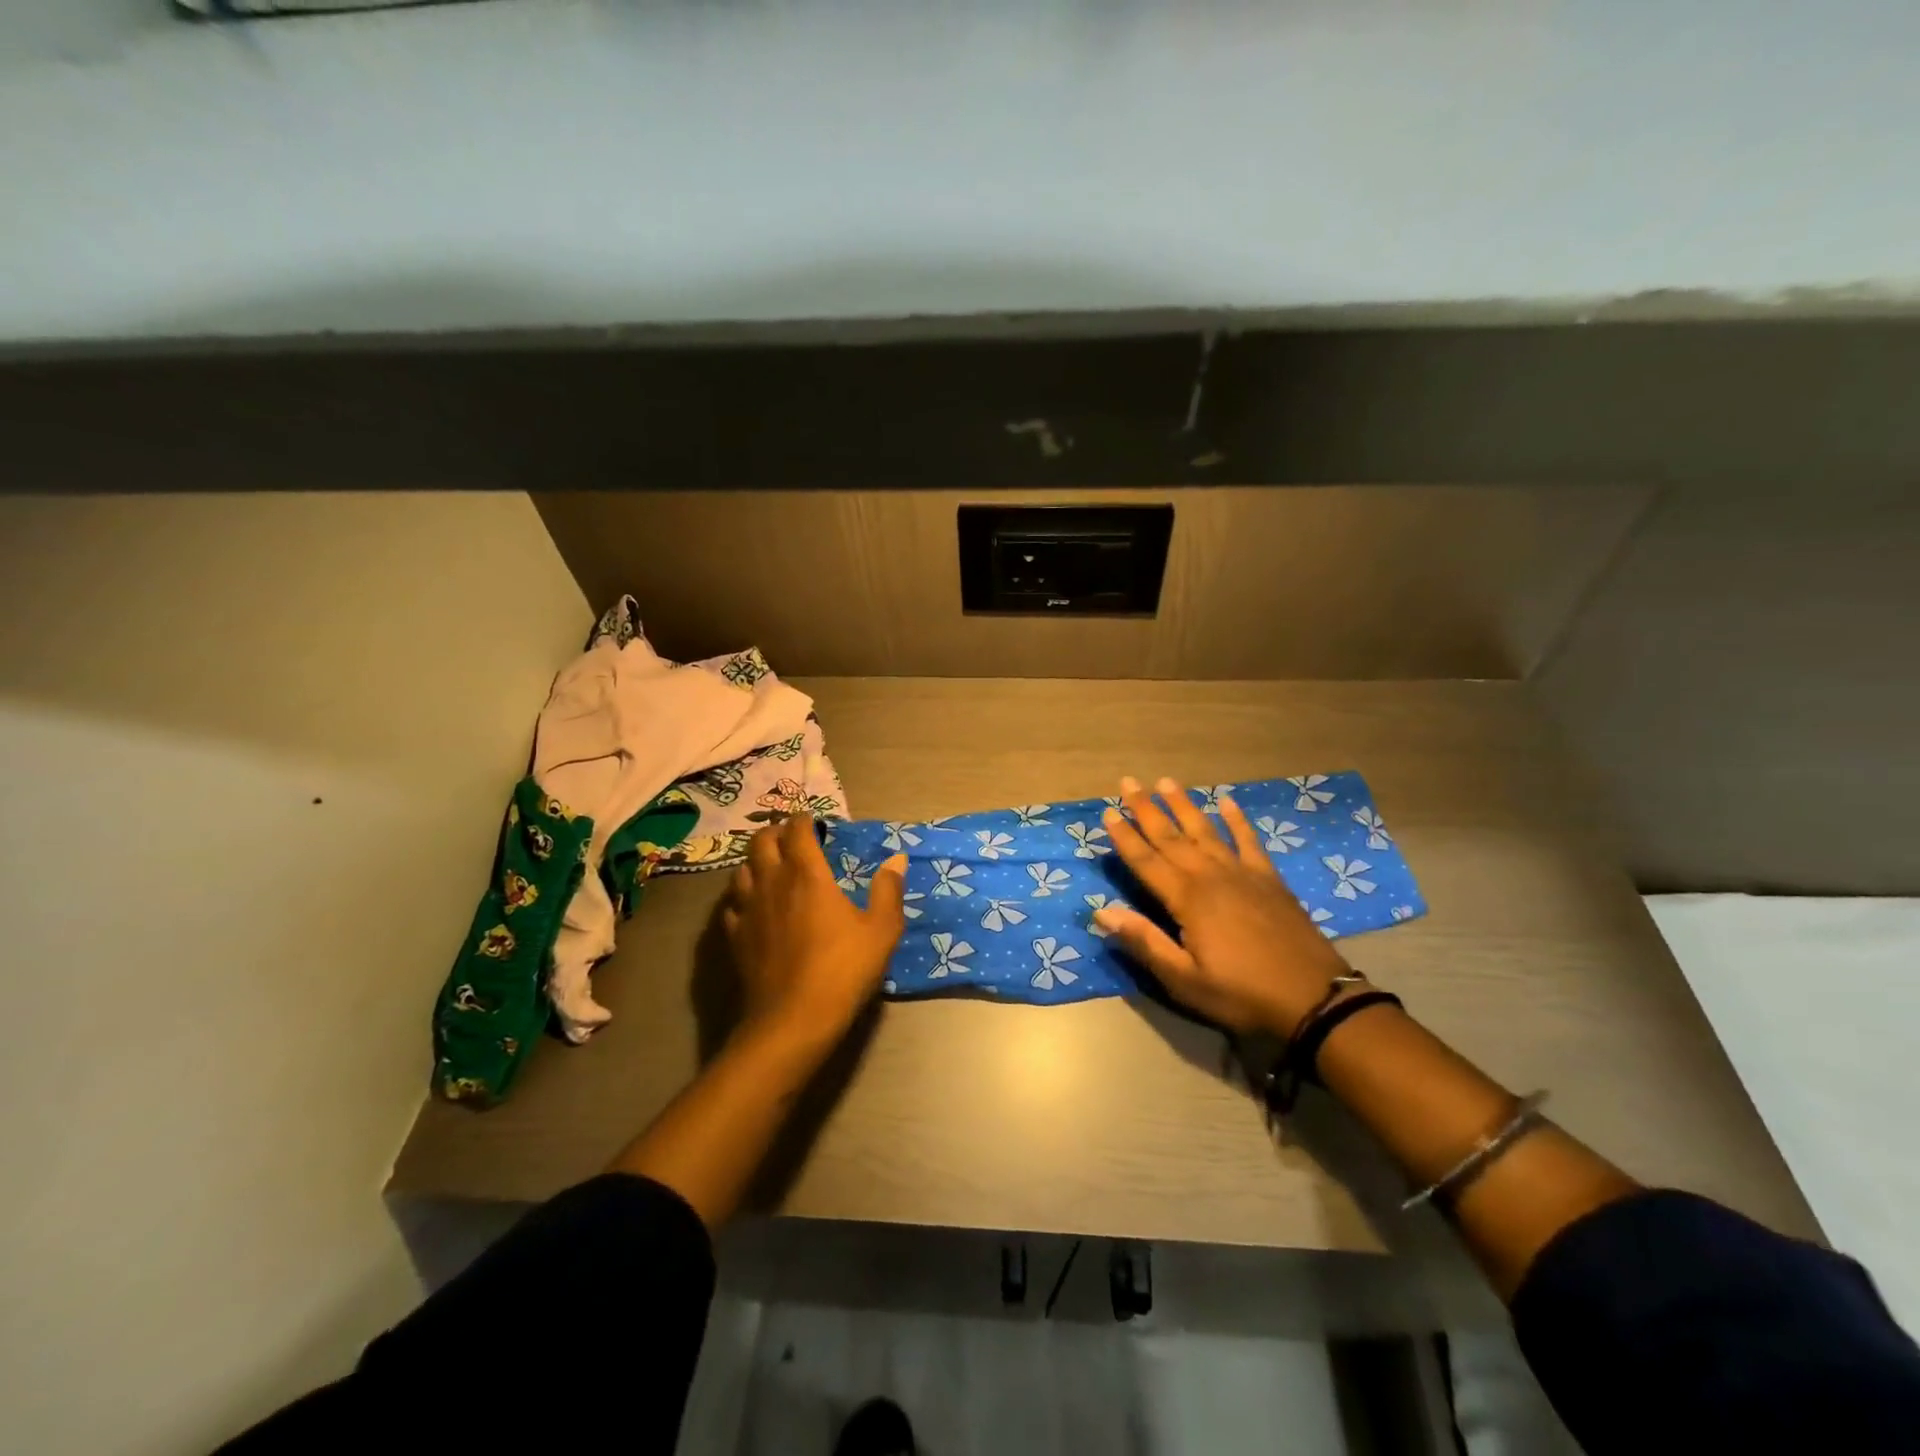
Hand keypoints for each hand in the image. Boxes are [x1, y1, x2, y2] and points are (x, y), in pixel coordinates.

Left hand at [721, 814, 908, 1047]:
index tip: (813, 822)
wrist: (793, 1019)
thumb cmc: (843, 970)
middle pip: (761, 841)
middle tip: (790, 838)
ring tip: (770, 868)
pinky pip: (732, 904)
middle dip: (775, 832)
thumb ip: (888, 891)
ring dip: (756, 861)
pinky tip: (753, 906)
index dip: (804, 821)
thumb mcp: (881, 931)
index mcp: (807, 874)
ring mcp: (748, 909)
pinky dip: (742, 896)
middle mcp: (772, 882)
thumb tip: (897, 860)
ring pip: (741, 869)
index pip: (797, 831)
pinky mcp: (735, 936)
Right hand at [1095, 776, 1351, 1036]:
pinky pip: (1248, 840)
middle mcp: (1211, 875)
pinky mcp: (1269, 878)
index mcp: (1187, 898)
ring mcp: (1242, 873)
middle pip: (1171, 836)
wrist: (1314, 998)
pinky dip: (1237, 819)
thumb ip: (1144, 942)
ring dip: (1183, 805)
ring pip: (1205, 830)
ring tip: (1166, 781)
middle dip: (1146, 809)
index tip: (1106, 811)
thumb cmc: (1241, 993)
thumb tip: (1102, 912)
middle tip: (1128, 781)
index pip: (1146, 860)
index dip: (1125, 837)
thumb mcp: (1184, 980)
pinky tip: (1228, 800)